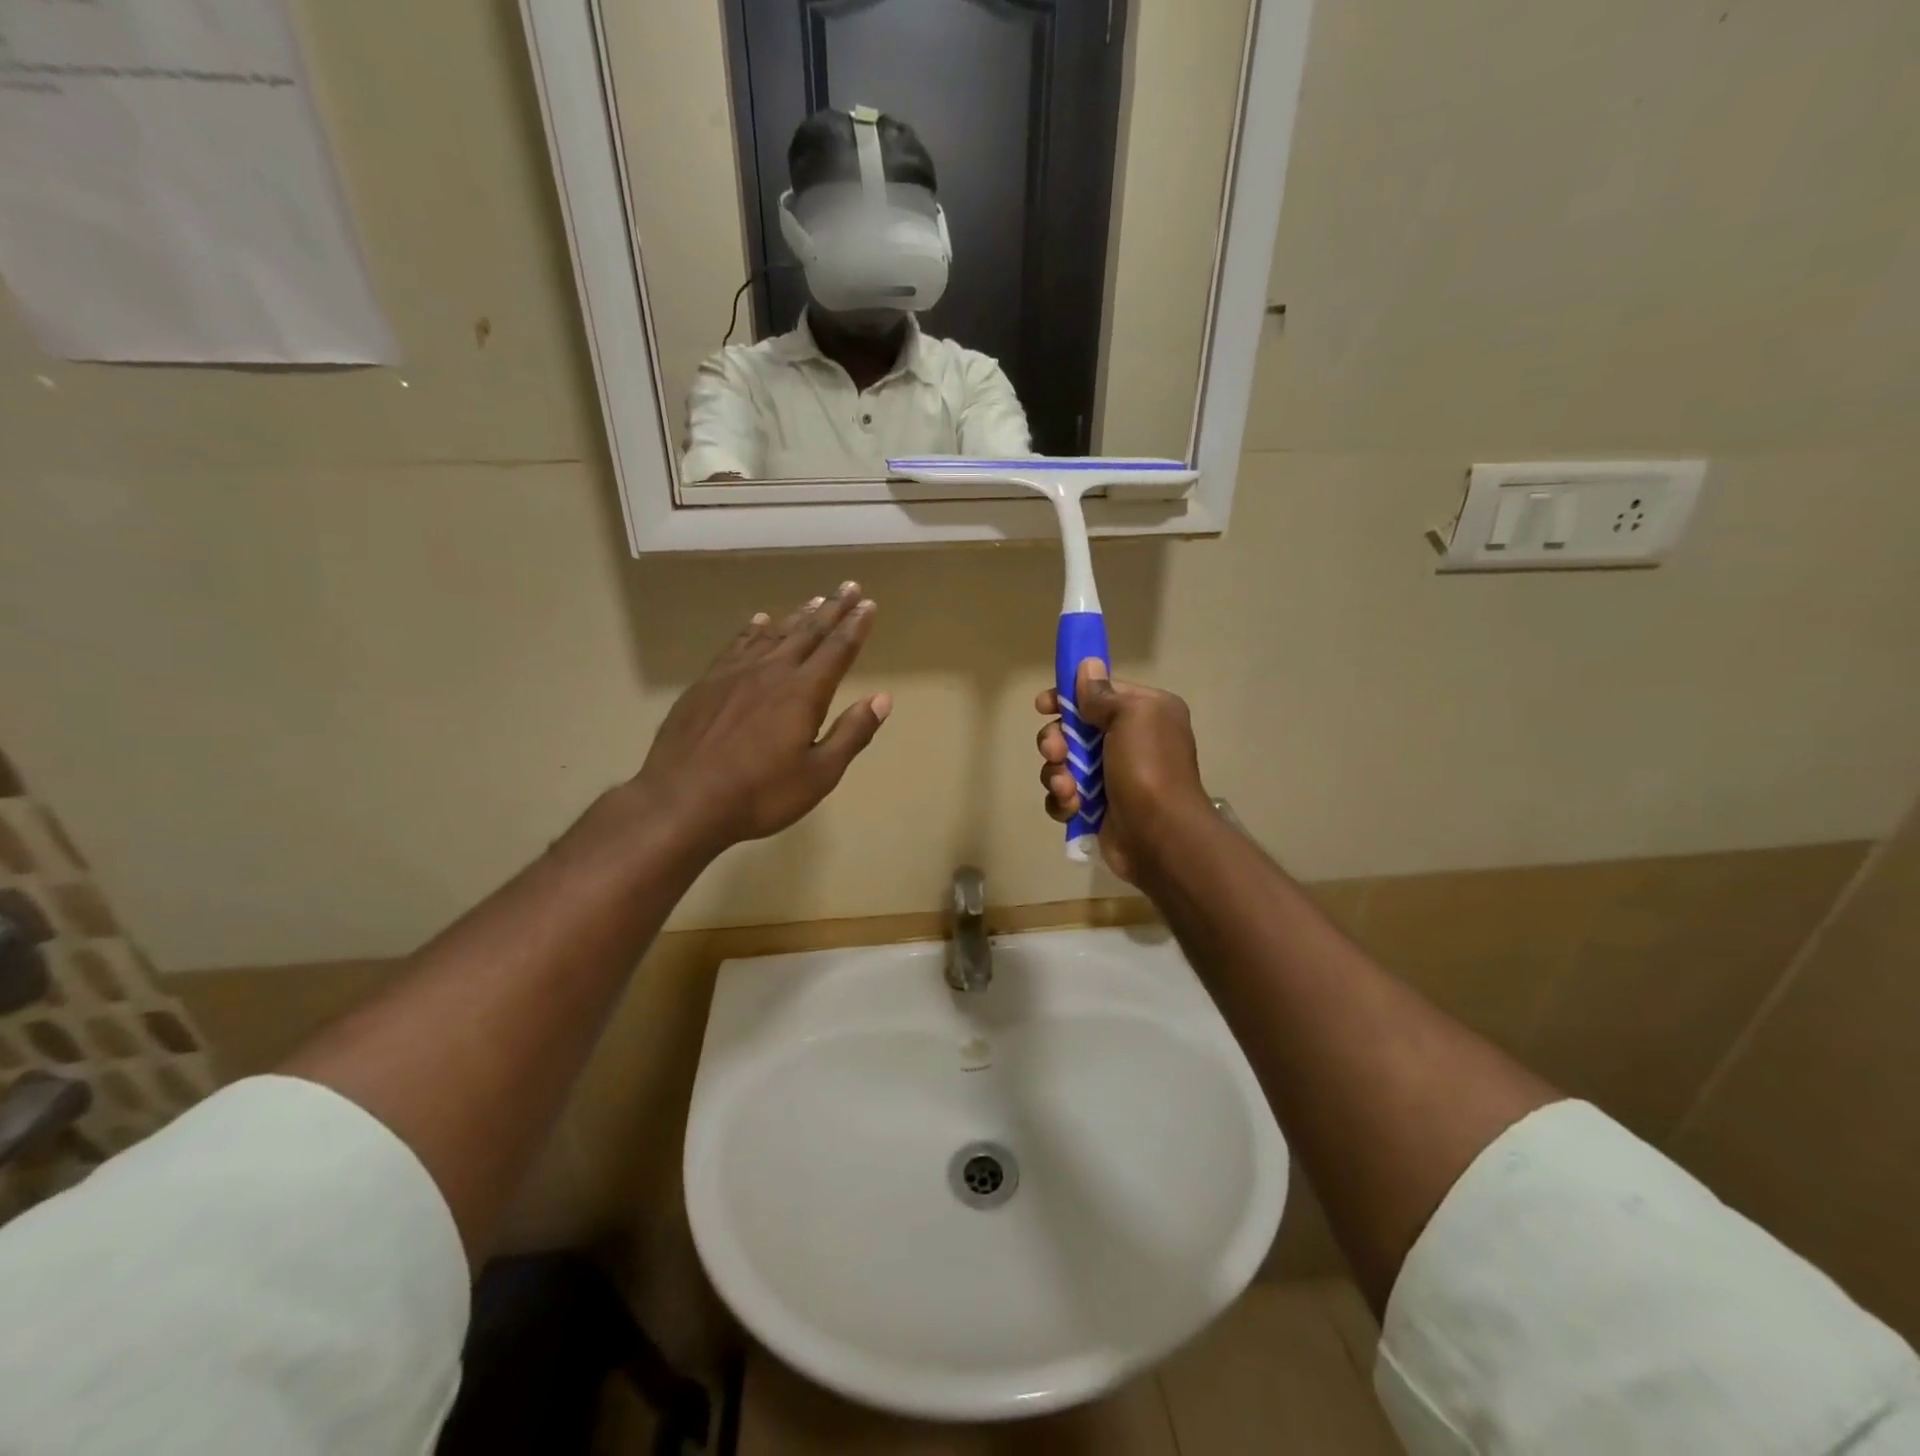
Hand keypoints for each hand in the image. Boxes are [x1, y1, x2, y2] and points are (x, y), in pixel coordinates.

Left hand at [635, 583, 890, 855]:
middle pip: (808, 633)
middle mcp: (771, 672)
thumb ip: (852, 733)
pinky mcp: (706, 683)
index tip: (868, 604)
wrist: (681, 801)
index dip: (855, 626)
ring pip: (773, 634)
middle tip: (849, 587)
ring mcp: (734, 674)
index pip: (837, 650)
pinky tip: (759, 622)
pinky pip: (737, 645)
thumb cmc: (760, 794)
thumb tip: (882, 698)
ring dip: (797, 616)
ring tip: (814, 600)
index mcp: (803, 693)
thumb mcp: (819, 774)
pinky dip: (753, 630)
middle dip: (832, 609)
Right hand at [1036, 660, 1209, 885]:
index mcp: (1144, 713)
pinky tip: (1072, 807)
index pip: (1098, 694)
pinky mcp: (1096, 808)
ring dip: (1056, 773)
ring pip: (1063, 764)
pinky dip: (1062, 800)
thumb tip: (1087, 666)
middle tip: (1056, 752)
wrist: (1160, 836)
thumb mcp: (1131, 716)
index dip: (1067, 697)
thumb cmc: (1148, 768)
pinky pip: (1064, 795)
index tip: (1043, 705)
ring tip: (1068, 788)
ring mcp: (1110, 777)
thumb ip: (1103, 693)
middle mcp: (1129, 741)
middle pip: (1072, 730)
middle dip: (1056, 740)